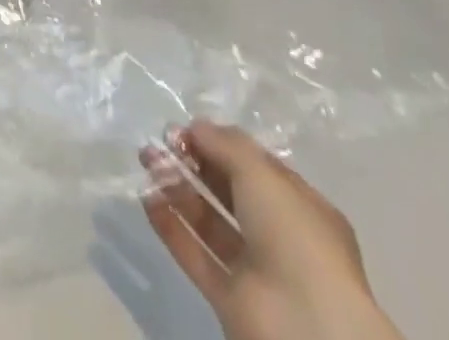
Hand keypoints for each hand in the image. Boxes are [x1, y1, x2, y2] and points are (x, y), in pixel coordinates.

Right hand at [141, 120, 403, 339]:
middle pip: (228, 191)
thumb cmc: (293, 236)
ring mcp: (253, 269)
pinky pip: (193, 253)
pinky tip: (145, 195)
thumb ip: (224, 144)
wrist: (303, 325)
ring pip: (208, 220)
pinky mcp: (228, 296)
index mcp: (301, 209)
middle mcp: (279, 237)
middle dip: (193, 162)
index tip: (185, 129)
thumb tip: (194, 127)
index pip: (256, 168)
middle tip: (160, 141)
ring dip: (175, 187)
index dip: (220, 144)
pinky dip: (169, 224)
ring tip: (146, 159)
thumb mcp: (260, 173)